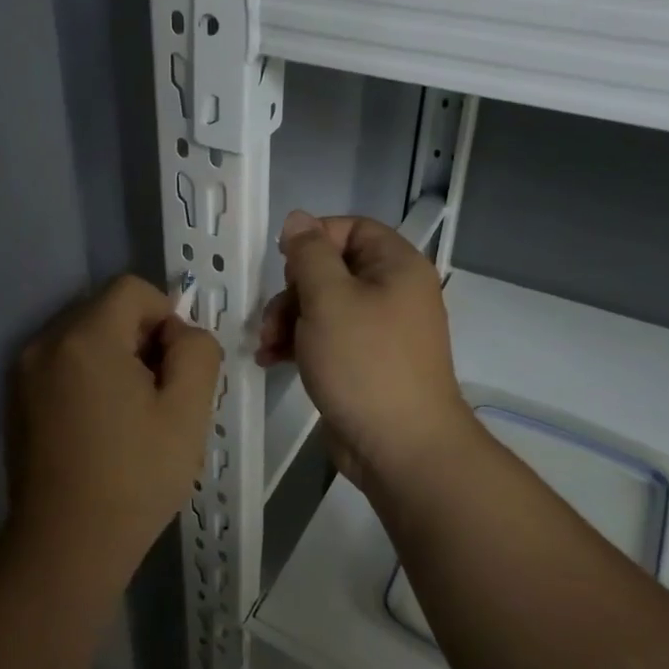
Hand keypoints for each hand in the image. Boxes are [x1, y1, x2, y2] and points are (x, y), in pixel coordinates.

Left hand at [7, 275, 222, 594]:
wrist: (65, 549)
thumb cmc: (133, 478)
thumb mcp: (188, 412)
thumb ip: (197, 352)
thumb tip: (180, 333)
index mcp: (85, 338)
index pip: (132, 289)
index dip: (165, 316)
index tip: (174, 368)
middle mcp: (45, 343)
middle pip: (105, 310)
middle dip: (140, 338)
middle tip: (158, 395)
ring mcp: (23, 373)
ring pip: (84, 338)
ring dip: (114, 359)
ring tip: (130, 415)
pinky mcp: (15, 401)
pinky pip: (62, 365)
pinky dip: (88, 378)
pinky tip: (100, 427)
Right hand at [256, 212, 478, 487]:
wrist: (401, 448)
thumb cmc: (364, 363)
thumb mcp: (328, 299)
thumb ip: (308, 254)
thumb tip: (298, 219)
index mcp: (396, 266)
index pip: (352, 228)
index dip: (314, 238)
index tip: (283, 263)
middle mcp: (393, 292)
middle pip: (332, 269)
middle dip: (292, 291)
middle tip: (273, 317)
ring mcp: (381, 330)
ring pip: (324, 306)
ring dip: (288, 320)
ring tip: (266, 347)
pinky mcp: (366, 362)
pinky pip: (328, 337)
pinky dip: (300, 343)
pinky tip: (272, 360)